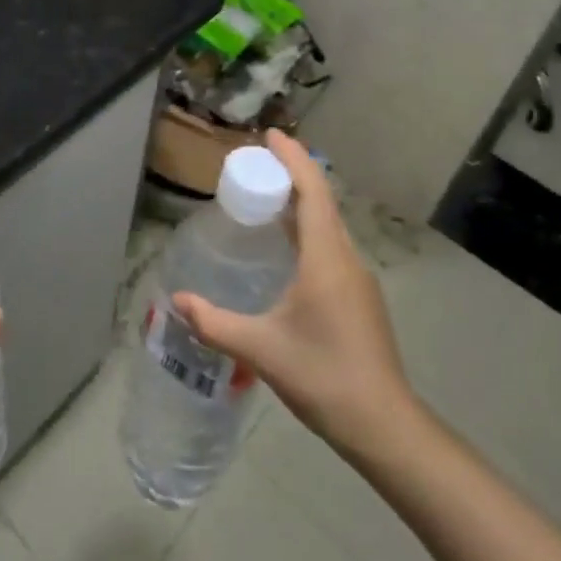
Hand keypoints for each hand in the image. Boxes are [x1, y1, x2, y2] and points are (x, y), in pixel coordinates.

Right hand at [174, 131, 415, 457]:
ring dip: (301, 203)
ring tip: (267, 196)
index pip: (313, 190)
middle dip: (292, 175)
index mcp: (326, 257)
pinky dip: (308, 229)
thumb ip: (215, 323)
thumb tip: (177, 301)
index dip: (293, 158)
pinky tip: (288, 248)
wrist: (384, 424)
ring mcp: (357, 278)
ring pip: (328, 225)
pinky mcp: (359, 297)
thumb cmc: (324, 376)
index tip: (271, 135)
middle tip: (257, 163)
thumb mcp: (261, 350)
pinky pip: (331, 246)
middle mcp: (346, 258)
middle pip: (321, 201)